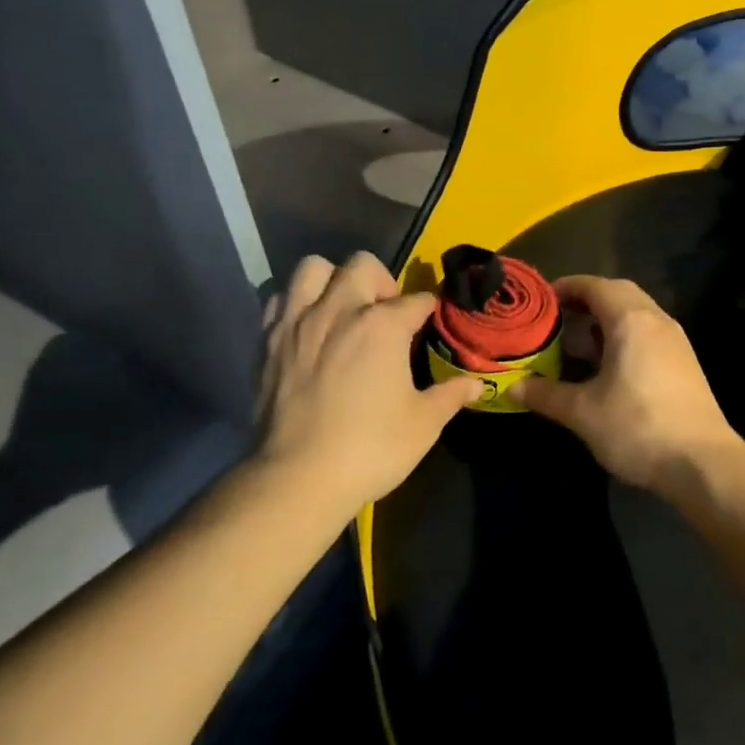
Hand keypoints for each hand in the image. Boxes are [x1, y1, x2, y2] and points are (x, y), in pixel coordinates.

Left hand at [255, 253, 482, 514]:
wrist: (297, 479)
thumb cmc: (370, 448)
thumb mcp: (423, 424)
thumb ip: (450, 395)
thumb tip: (476, 385)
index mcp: (383, 324)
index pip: (417, 301)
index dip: (428, 311)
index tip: (430, 323)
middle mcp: (340, 309)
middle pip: (363, 265)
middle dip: (381, 281)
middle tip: (384, 315)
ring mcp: (299, 321)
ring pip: (314, 268)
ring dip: (332, 280)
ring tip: (341, 309)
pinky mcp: (268, 341)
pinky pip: (280, 299)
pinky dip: (295, 304)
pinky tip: (307, 328)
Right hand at [510, 276, 742, 497]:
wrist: (703, 463)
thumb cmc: (638, 427)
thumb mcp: (582, 413)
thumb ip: (546, 395)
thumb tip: (513, 387)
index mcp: (630, 320)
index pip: (594, 285)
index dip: (566, 287)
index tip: (542, 301)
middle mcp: (655, 319)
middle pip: (618, 292)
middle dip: (587, 300)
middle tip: (559, 320)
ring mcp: (675, 340)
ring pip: (636, 312)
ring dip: (607, 319)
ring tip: (580, 344)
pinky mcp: (685, 361)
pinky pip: (649, 332)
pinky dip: (625, 335)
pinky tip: (610, 366)